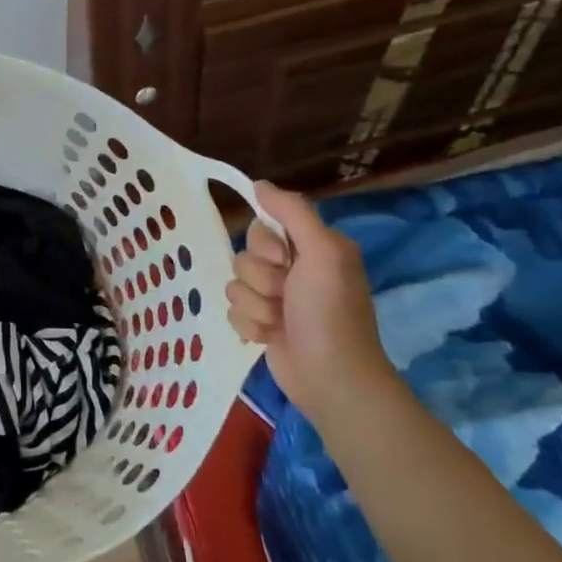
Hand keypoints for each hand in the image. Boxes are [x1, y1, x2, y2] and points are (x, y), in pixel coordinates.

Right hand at [225, 181, 395, 415]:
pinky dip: (249, 325)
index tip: (285, 262)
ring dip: (255, 305)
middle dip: (259, 278)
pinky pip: (232, 310)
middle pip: (243, 255)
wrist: (330, 377)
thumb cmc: (330, 312)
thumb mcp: (323, 252)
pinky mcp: (261, 324)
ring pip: (234, 284)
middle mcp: (293, 269)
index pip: (262, 227)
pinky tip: (270, 336)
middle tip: (285, 296)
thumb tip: (259, 183)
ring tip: (279, 321)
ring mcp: (275, 298)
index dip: (265, 246)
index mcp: (310, 247)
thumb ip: (292, 212)